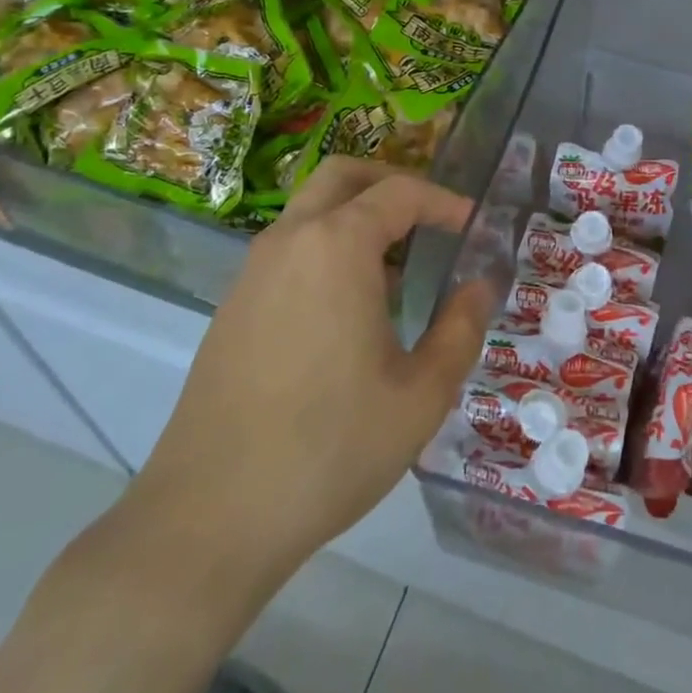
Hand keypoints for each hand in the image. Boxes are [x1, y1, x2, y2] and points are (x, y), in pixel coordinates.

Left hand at [122, 159, 492, 600]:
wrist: (210, 516)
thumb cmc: (330, 448)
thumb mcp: (421, 394)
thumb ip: (461, 328)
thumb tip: (481, 286)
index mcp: (336, 247)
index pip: (399, 192)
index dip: (444, 201)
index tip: (473, 224)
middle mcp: (289, 242)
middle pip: (342, 176)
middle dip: (391, 182)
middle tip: (430, 217)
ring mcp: (252, 274)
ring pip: (310, 211)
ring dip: (357, 217)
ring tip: (399, 268)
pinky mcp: (232, 308)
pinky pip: (289, 250)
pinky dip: (328, 248)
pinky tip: (351, 309)